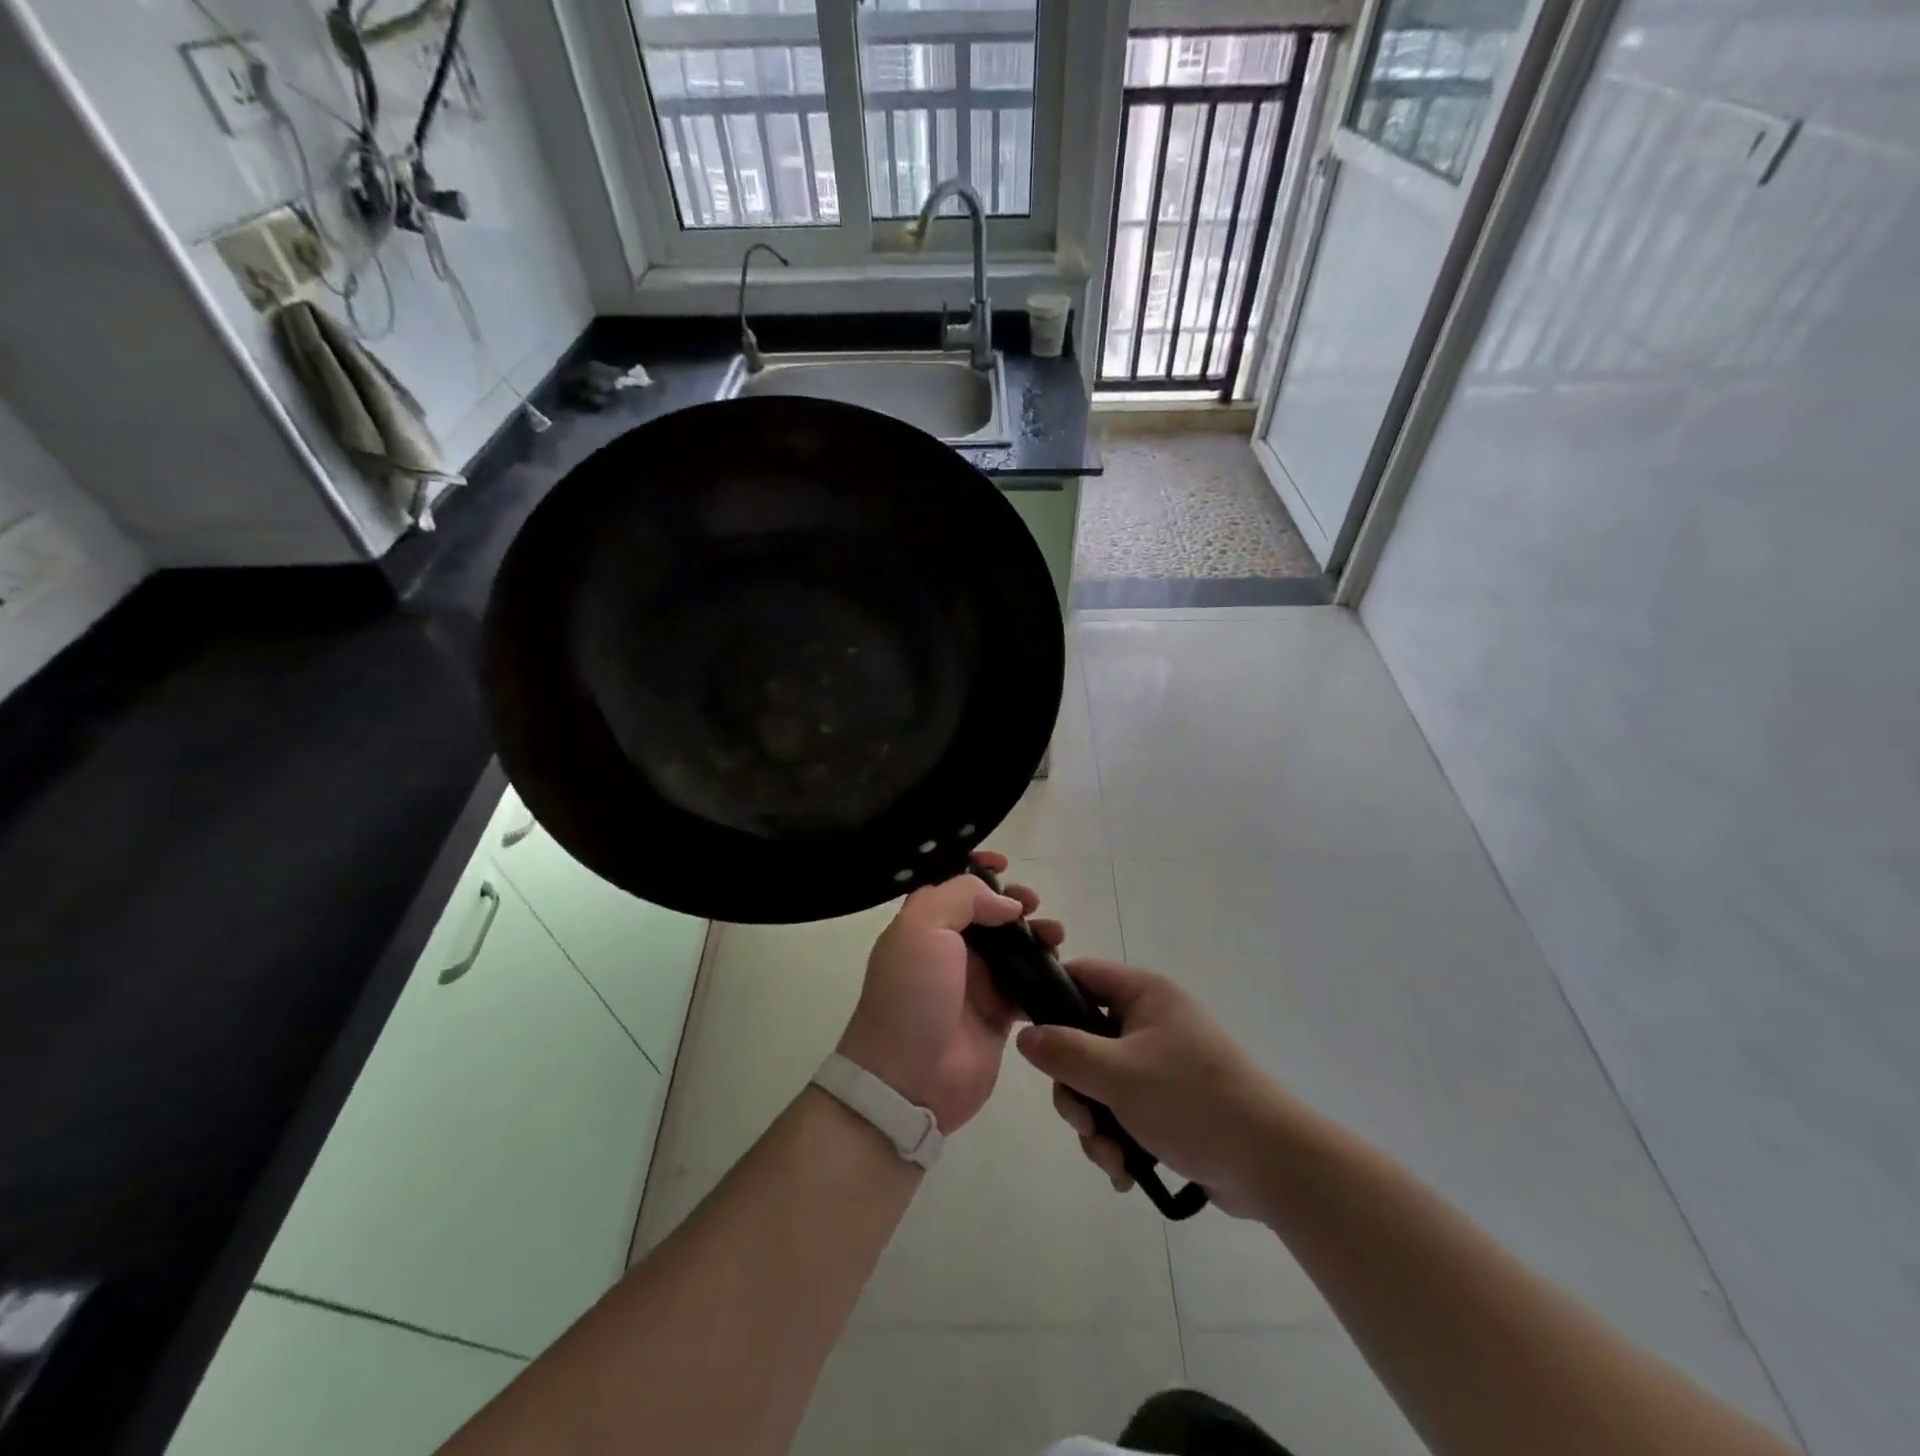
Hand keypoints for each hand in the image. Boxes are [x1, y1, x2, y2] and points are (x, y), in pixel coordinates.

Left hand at [837, 852, 1063, 1133]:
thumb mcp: (924, 927)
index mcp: (924, 923)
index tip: (1004, 864)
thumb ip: (964, 897)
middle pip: (988, 912)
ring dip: (1036, 933)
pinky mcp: (998, 1015)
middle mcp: (949, 948)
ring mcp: (975, 983)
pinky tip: (1060, 966)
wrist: (908, 1080)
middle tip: (1032, 904)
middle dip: (1014, 901)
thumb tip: (1005, 904)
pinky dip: (1046, 972)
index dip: (978, 869)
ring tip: (1054, 935)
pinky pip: (1028, 983)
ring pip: (1013, 946)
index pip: (953, 884)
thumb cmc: (911, 995)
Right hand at [1015, 960, 1293, 1217]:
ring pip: (1100, 1083)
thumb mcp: (1118, 1074)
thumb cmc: (1192, 1101)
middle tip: (1083, 1122)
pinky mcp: (1169, 1103)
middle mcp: (1151, 1021)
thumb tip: (1025, 1036)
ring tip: (1112, 1159)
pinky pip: (1124, 1111)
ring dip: (1096, 1125)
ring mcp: (1161, 1064)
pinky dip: (1118, 1141)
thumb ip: (1064, 1051)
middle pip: (1083, 1040)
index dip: (1050, 999)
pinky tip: (1126, 1173)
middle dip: (1076, 1090)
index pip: (1081, 976)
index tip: (1031, 1038)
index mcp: (1143, 994)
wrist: (1273, 1165)